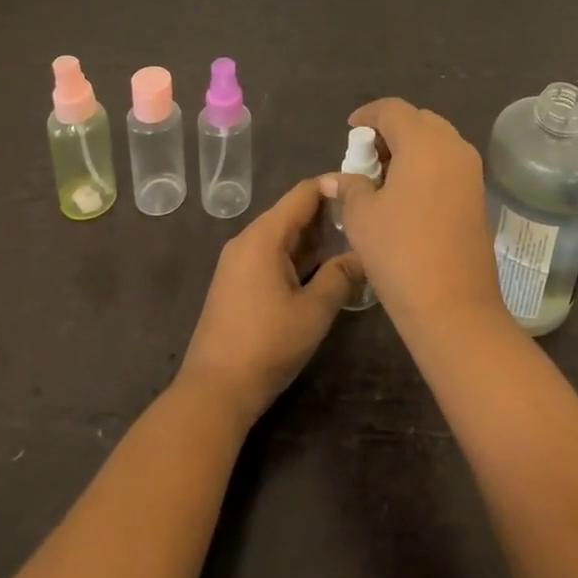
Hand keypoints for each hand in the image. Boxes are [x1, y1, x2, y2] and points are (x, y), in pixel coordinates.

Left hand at [178, 178, 362, 426]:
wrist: (213, 391)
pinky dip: (297, 255)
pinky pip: (271, 254)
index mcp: (264, 236)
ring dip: (313, 238)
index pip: (304, 193)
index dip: (334, 186)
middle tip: (363, 222)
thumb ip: (340, 277)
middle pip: (292, 212)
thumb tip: (363, 256)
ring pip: (282, 235)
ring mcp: (238, 261)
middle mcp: (248, 239)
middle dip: (327, 214)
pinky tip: (320, 270)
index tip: (364, 192)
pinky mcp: (236, 281)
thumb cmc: (266, 346)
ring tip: (350, 243)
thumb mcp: (313, 312)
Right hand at [337, 98, 508, 336]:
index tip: (350, 130)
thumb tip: (334, 178)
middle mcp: (452, 146)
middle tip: (367, 155)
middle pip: (418, 120)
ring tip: (384, 175)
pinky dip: (427, 164)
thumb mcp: (363, 217)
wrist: (454, 307)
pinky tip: (407, 192)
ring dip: (410, 147)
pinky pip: (449, 161)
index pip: (393, 109)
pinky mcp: (479, 193)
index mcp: (423, 142)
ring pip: (437, 139)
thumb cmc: (400, 253)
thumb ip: (349, 187)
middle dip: (391, 130)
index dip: (368, 115)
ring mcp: (471, 170)